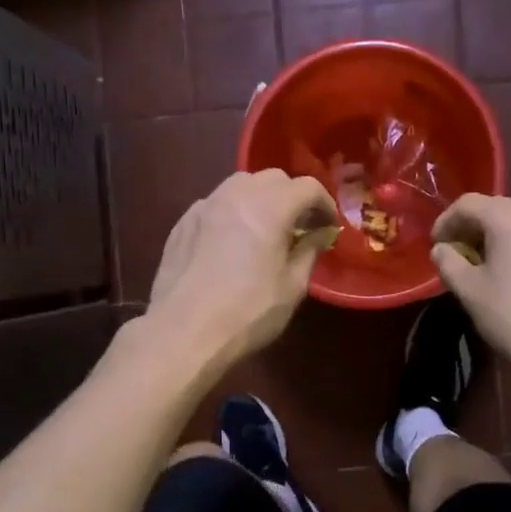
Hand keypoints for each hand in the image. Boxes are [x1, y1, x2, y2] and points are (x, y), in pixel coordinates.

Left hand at [148, 170, 339, 367]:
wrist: (182, 333)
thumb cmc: (246, 313)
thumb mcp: (292, 288)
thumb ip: (308, 252)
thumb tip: (317, 235)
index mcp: (269, 208)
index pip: (306, 186)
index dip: (324, 203)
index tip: (329, 226)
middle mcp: (236, 196)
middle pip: (273, 178)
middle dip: (292, 196)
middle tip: (300, 225)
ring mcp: (205, 206)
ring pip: (241, 184)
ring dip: (261, 197)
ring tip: (266, 227)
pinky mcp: (183, 222)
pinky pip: (216, 203)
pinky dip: (233, 210)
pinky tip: (233, 240)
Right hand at [431, 194, 510, 382]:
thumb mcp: (469, 291)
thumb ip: (448, 262)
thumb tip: (442, 249)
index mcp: (510, 217)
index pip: (468, 204)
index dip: (446, 221)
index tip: (436, 245)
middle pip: (496, 209)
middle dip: (472, 228)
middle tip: (456, 254)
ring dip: (497, 238)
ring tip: (484, 265)